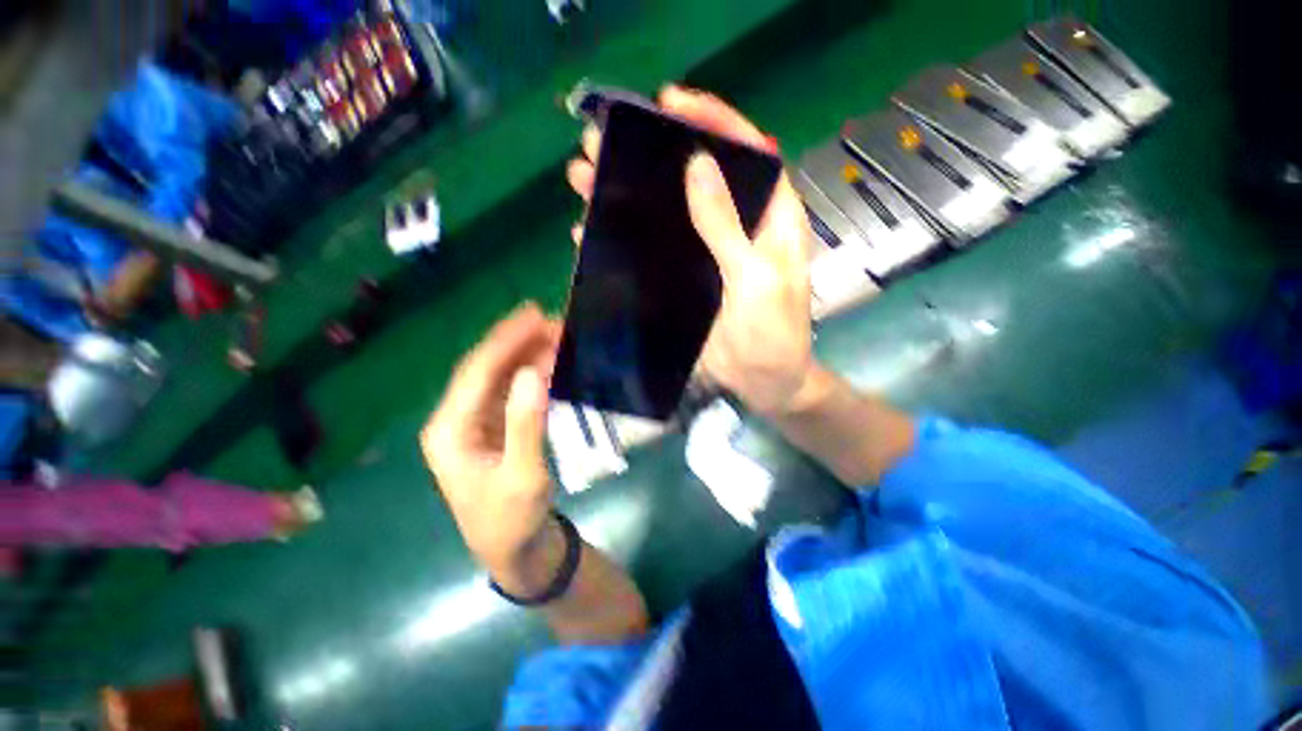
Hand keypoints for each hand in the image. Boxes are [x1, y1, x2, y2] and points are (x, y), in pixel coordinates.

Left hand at [420, 304, 561, 582]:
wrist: (516, 550)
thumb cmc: (513, 520)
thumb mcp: (524, 476)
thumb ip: (525, 424)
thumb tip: (531, 372)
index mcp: (449, 431)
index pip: (477, 373)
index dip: (505, 339)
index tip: (534, 313)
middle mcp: (455, 420)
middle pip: (485, 369)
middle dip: (517, 341)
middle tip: (553, 319)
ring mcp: (473, 423)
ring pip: (498, 377)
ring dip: (526, 353)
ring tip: (556, 333)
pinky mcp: (492, 428)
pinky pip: (510, 391)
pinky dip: (530, 372)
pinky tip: (549, 360)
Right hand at [565, 86, 816, 415]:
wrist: (762, 382)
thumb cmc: (772, 334)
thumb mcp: (756, 280)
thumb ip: (728, 229)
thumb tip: (697, 166)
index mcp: (770, 218)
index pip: (748, 151)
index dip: (713, 121)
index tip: (671, 104)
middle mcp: (738, 226)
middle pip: (698, 177)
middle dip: (652, 156)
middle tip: (604, 142)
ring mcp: (708, 252)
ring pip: (669, 211)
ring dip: (628, 193)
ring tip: (584, 178)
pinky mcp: (687, 277)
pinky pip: (655, 248)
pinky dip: (626, 237)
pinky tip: (593, 230)